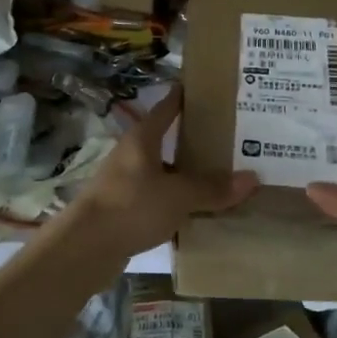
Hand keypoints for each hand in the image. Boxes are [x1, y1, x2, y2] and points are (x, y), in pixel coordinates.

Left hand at [68, 86, 256, 263]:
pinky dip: (176, 201)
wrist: (84, 248)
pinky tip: (197, 211)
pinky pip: (157, 198)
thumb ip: (213, 188)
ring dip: (186, 174)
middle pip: (167, 140)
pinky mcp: (123, 209)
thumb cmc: (131, 206)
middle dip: (195, 140)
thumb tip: (252, 178)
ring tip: (220, 177)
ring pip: (163, 171)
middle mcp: (132, 154)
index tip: (209, 89)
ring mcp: (125, 182)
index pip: (167, 107)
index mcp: (143, 138)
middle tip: (230, 138)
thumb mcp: (178, 195)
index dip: (186, 96)